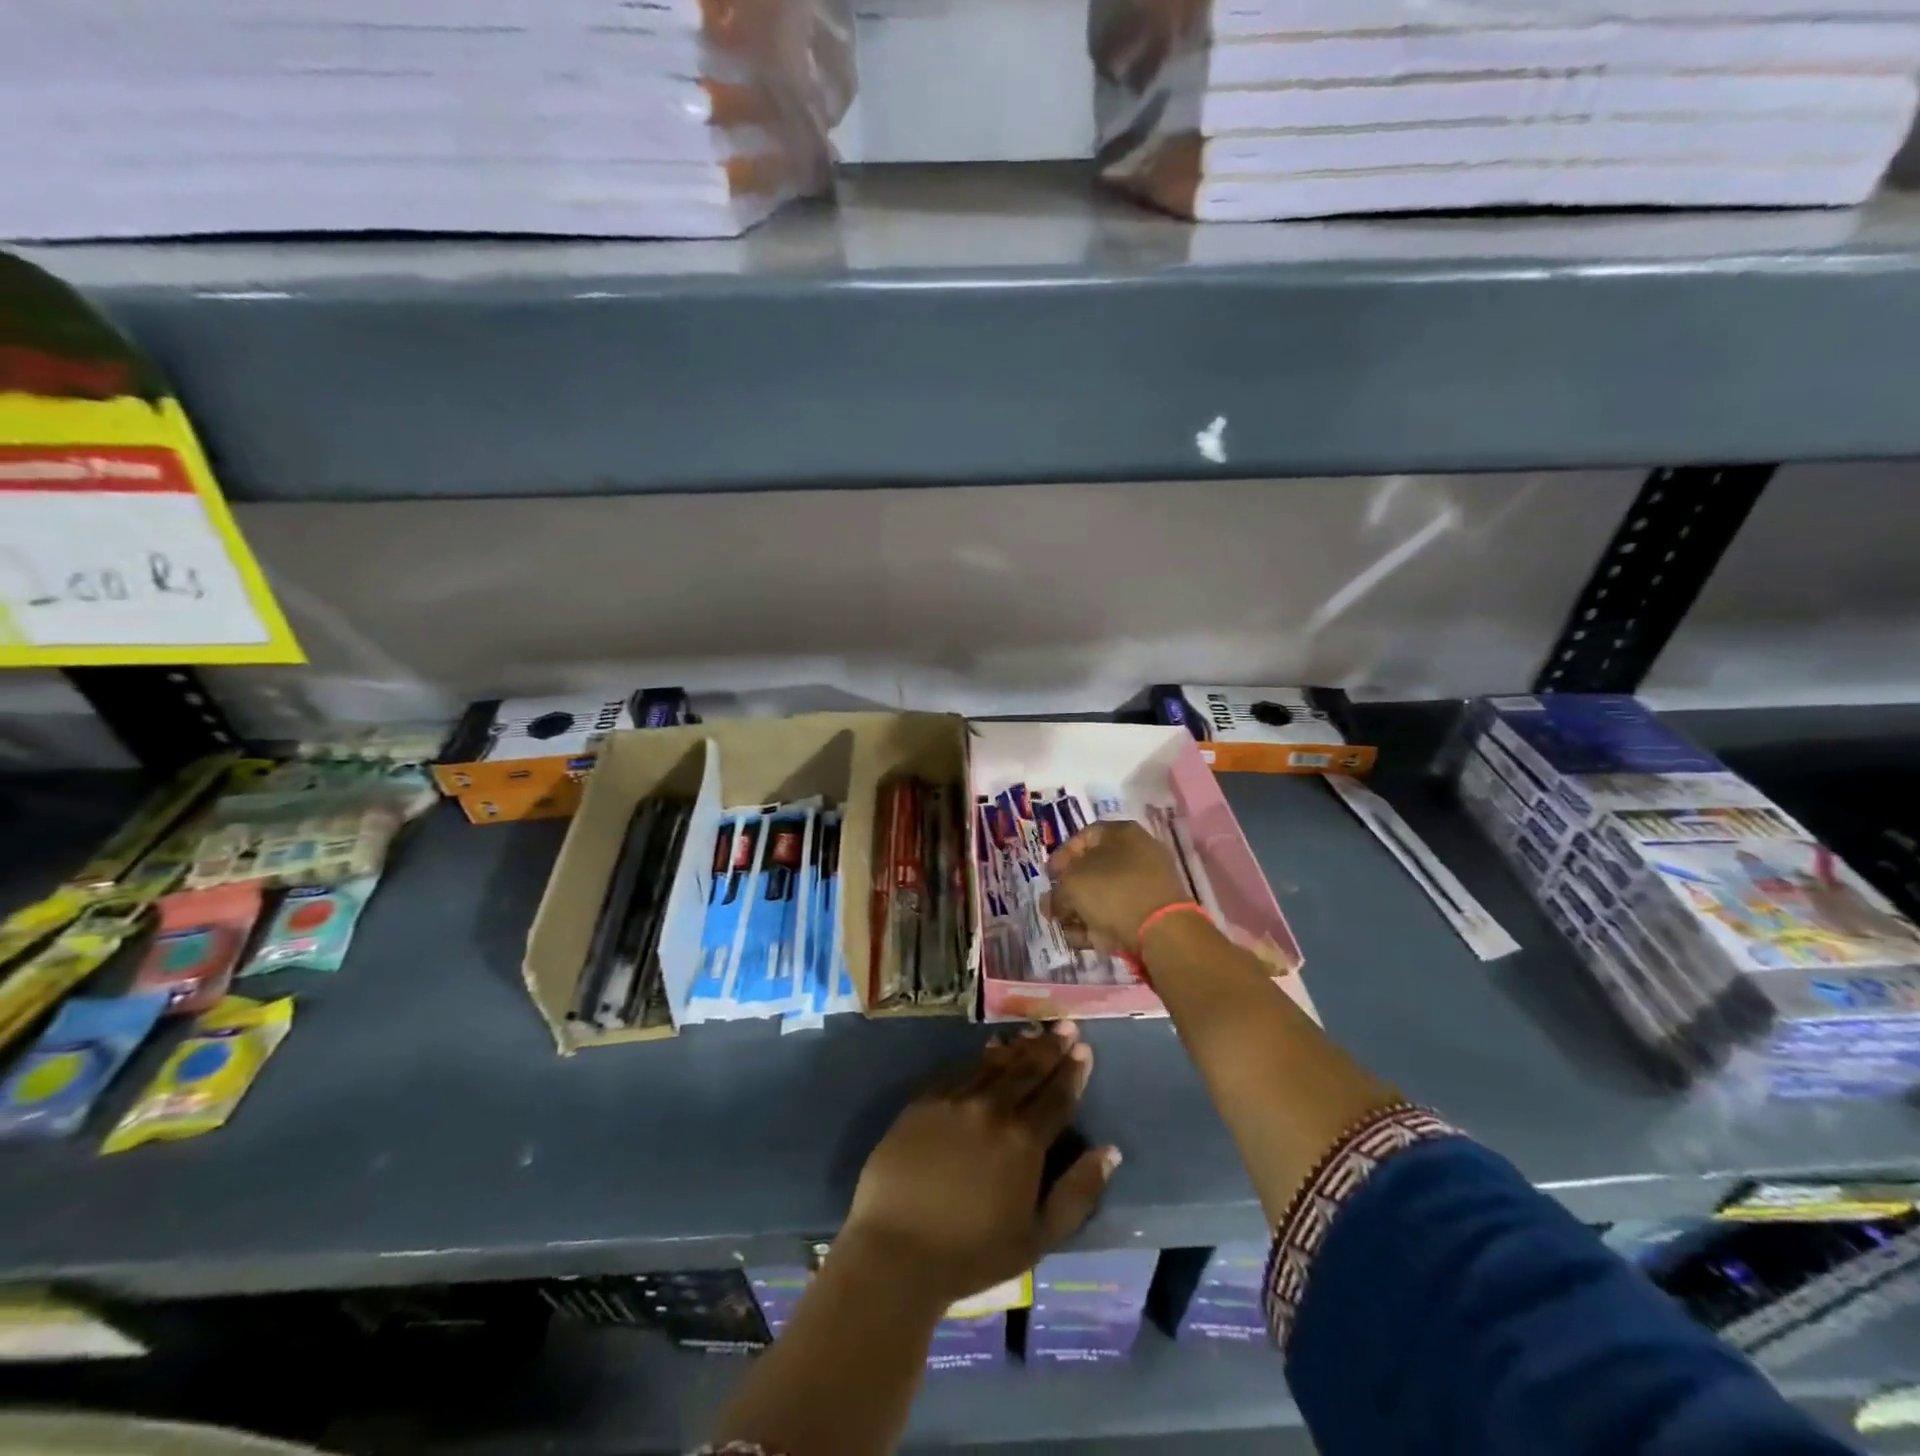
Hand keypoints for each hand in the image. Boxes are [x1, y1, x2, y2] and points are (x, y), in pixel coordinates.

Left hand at [842, 1023, 1119, 1305]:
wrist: (896, 1251)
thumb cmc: (972, 1254)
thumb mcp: (1038, 1238)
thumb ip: (1077, 1193)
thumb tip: (1109, 1151)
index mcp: (1023, 1141)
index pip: (1056, 1097)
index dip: (1073, 1072)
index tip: (1084, 1049)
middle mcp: (992, 1109)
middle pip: (1028, 1071)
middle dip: (1050, 1047)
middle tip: (1066, 1026)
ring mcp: (955, 1100)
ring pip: (995, 1065)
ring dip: (1018, 1047)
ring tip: (1034, 1031)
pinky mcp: (924, 1101)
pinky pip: (960, 1071)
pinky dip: (981, 1058)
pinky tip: (990, 1050)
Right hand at [1044, 820, 1192, 956]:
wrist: (1160, 930)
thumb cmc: (1111, 891)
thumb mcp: (1071, 884)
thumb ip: (1057, 892)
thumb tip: (1053, 903)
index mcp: (1120, 833)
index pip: (1082, 837)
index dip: (1060, 857)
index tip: (1048, 878)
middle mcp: (1136, 853)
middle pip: (1092, 870)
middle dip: (1068, 891)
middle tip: (1052, 908)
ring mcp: (1145, 884)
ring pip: (1102, 895)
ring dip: (1079, 912)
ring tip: (1065, 929)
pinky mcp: (1149, 913)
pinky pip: (1117, 914)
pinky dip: (1098, 925)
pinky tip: (1081, 940)